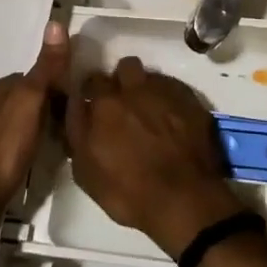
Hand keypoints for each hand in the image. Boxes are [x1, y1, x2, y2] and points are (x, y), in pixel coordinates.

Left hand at [0, 22, 67, 251]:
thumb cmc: (3, 146)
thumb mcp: (30, 99)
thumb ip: (45, 67)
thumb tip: (55, 23)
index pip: (26, 80)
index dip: (51, 88)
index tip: (71, 103)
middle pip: (19, 103)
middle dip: (41, 112)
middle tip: (67, 128)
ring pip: (12, 128)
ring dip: (31, 134)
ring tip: (55, 148)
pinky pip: (6, 152)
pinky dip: (20, 154)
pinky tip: (33, 166)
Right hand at [65, 58, 246, 258]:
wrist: (186, 199)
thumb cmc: (130, 193)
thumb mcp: (87, 173)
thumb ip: (78, 135)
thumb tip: (77, 111)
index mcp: (105, 104)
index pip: (91, 81)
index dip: (92, 92)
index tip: (94, 103)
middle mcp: (133, 89)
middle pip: (124, 67)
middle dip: (121, 81)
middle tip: (123, 104)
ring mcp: (164, 91)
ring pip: (150, 75)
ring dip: (146, 87)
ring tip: (150, 110)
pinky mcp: (190, 98)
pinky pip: (173, 87)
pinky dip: (169, 99)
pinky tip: (173, 119)